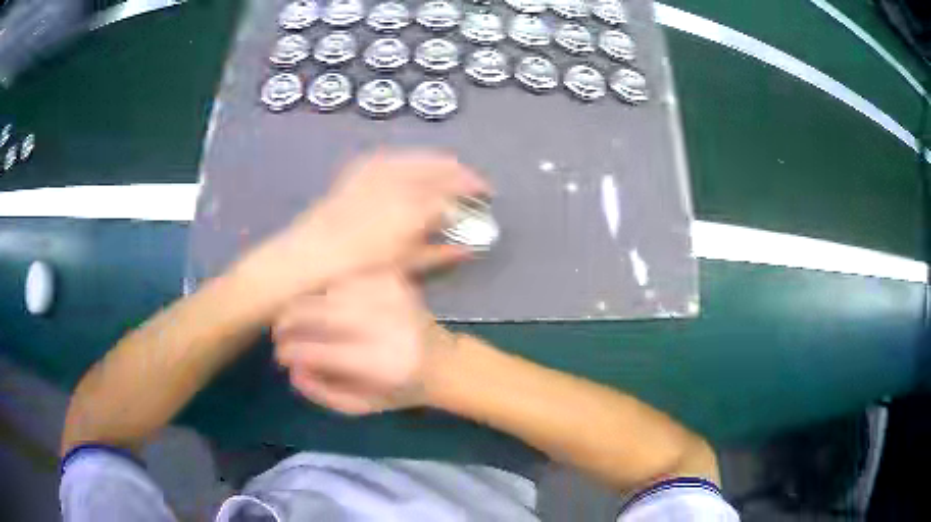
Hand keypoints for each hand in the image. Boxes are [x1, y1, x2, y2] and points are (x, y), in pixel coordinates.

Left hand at [238, 150, 488, 307]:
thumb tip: (468, 247)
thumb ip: (439, 252)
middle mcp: (397, 183)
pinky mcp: (357, 172)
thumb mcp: (404, 265)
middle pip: (437, 167)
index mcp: (411, 208)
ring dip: (436, 162)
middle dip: (459, 171)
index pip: (453, 189)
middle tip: (472, 181)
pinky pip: (389, 158)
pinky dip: (407, 159)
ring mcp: (375, 174)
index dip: (472, 188)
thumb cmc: (356, 269)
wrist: (307, 257)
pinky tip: (410, 165)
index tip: (486, 192)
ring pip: (415, 158)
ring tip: (448, 170)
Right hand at [273, 271, 455, 414]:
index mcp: (383, 365)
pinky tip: (324, 302)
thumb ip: (324, 392)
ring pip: (331, 290)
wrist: (445, 362)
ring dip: (306, 303)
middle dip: (291, 320)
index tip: (280, 355)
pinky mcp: (395, 280)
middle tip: (280, 331)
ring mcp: (393, 298)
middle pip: (322, 312)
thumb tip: (292, 370)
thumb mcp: (363, 406)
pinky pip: (347, 278)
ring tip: (296, 317)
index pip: (321, 351)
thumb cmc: (401, 390)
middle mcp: (387, 326)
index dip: (291, 351)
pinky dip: (328, 289)